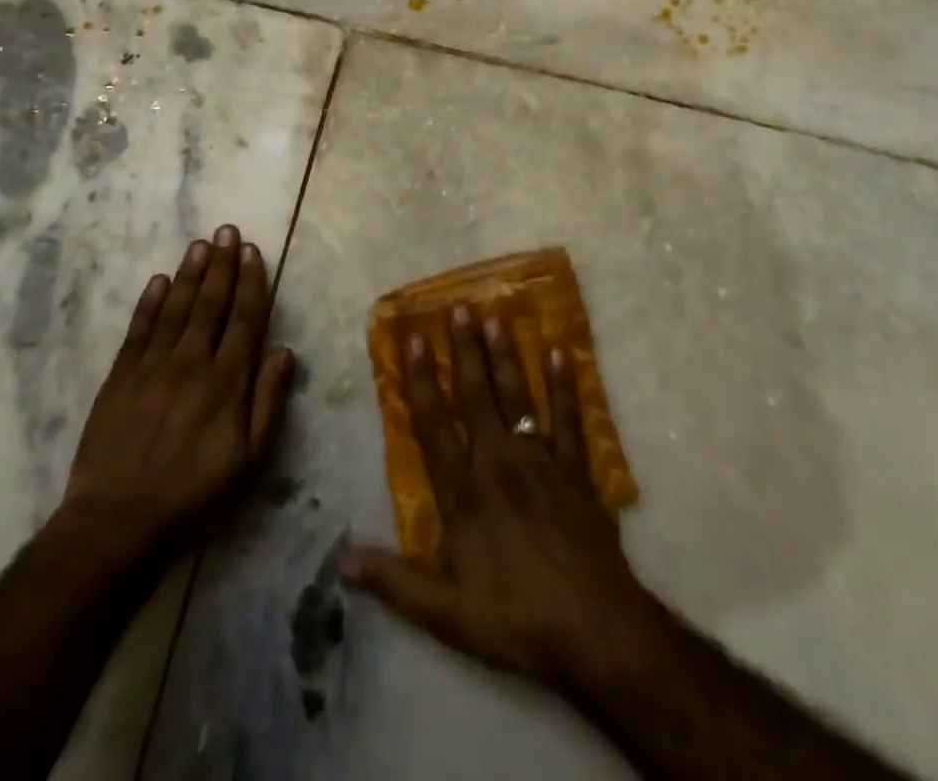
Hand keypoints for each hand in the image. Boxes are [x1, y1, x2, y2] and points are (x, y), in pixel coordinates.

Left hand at [60, 225, 296, 569]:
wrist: (116, 523)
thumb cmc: (194, 498)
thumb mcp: (249, 462)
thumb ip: (268, 402)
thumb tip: (284, 351)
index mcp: (226, 381)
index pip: (244, 318)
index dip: (250, 282)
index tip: (253, 251)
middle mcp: (191, 362)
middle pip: (210, 303)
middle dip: (221, 264)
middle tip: (226, 230)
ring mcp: (152, 366)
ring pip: (176, 308)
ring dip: (190, 273)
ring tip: (200, 244)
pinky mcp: (120, 377)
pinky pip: (139, 329)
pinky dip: (150, 303)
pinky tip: (159, 281)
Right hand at [339, 303, 658, 691]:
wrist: (597, 631)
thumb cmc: (517, 619)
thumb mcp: (446, 614)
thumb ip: (394, 581)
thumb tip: (341, 560)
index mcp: (464, 492)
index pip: (434, 425)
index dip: (420, 380)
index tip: (412, 338)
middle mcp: (498, 463)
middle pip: (476, 395)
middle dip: (464, 349)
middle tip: (458, 306)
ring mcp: (540, 461)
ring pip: (517, 396)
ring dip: (506, 355)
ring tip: (497, 315)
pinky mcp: (576, 470)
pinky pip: (568, 418)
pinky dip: (564, 385)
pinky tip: (559, 352)